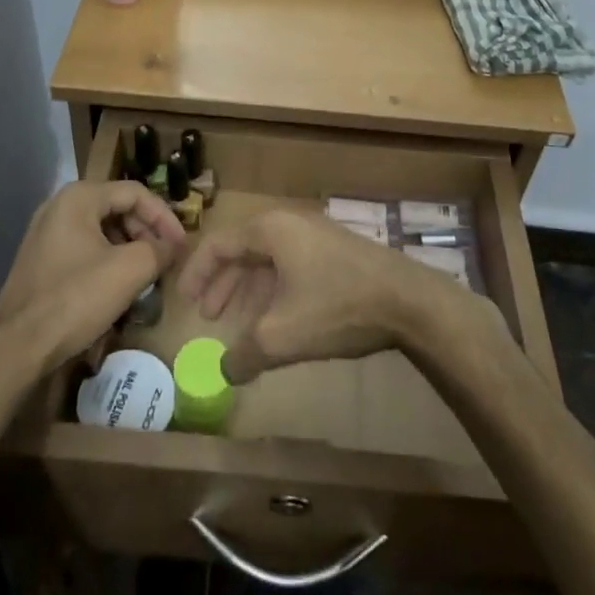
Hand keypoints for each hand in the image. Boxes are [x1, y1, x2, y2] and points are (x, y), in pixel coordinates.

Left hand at [0, 182, 187, 375]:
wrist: (16, 347)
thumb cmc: (75, 299)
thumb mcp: (129, 271)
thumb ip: (159, 250)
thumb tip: (173, 247)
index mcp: (79, 197)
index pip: (136, 193)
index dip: (165, 217)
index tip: (181, 245)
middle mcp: (59, 206)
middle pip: (117, 207)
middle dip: (147, 232)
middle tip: (166, 259)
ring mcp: (46, 233)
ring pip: (101, 229)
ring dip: (130, 247)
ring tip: (147, 273)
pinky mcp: (41, 259)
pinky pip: (84, 247)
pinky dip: (108, 259)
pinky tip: (119, 285)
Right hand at [176, 210, 448, 382]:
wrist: (409, 301)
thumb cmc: (337, 307)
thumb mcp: (281, 336)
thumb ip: (244, 353)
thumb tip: (224, 371)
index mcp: (271, 230)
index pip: (219, 245)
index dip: (197, 274)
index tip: (185, 303)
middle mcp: (290, 223)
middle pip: (244, 251)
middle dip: (224, 286)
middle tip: (210, 317)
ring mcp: (317, 235)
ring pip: (270, 261)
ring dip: (251, 292)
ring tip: (243, 327)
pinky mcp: (338, 252)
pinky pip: (293, 267)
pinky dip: (276, 292)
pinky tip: (280, 322)